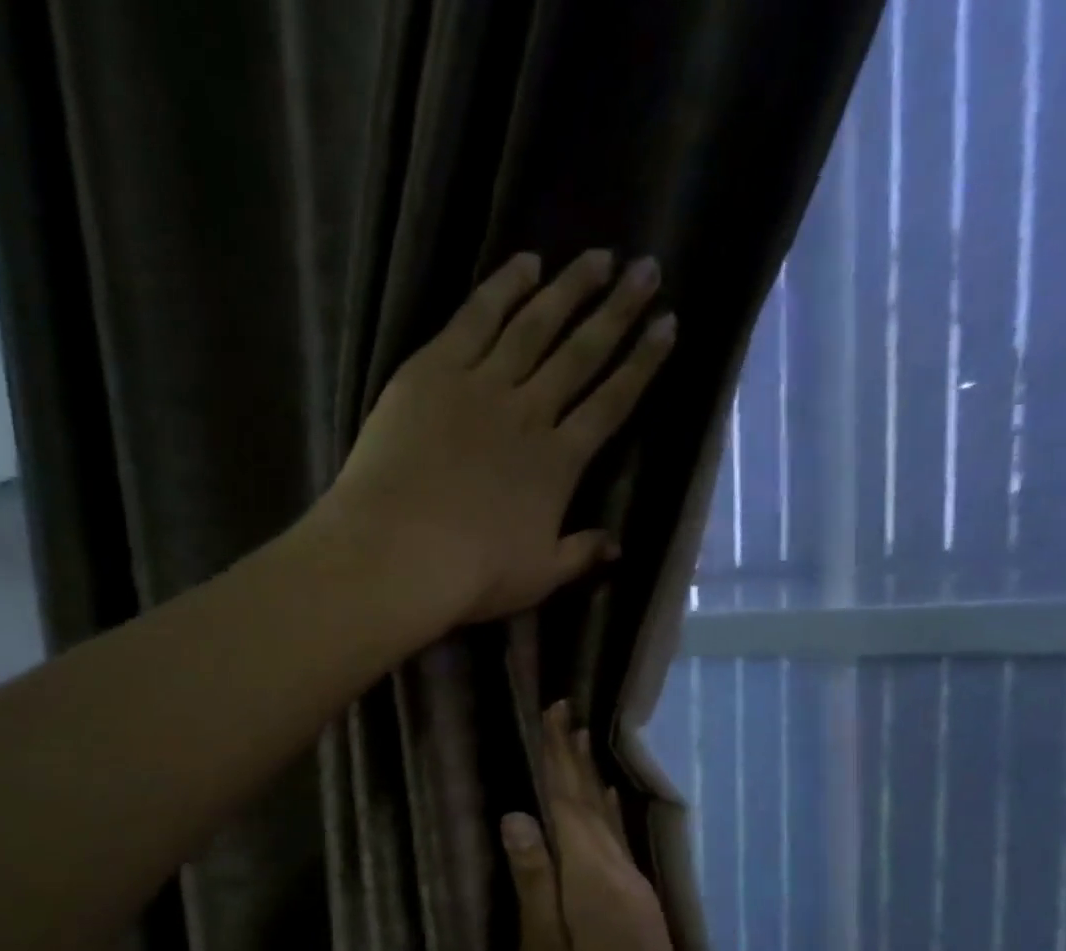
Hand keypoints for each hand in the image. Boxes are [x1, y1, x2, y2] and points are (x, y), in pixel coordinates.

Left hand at [322, 250, 674, 626]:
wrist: (398, 552)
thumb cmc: (471, 575)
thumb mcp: (537, 578)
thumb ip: (579, 555)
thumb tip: (617, 546)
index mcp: (558, 463)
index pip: (611, 403)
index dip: (641, 365)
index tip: (667, 326)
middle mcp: (529, 413)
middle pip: (581, 353)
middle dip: (618, 311)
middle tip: (646, 269)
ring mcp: (480, 385)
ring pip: (534, 326)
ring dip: (569, 289)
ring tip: (598, 257)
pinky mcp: (432, 371)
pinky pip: (475, 318)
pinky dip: (503, 287)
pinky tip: (526, 263)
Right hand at [501, 702, 710, 950]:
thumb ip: (535, 885)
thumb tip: (517, 816)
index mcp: (593, 880)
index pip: (569, 803)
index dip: (557, 759)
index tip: (553, 713)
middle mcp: (620, 874)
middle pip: (591, 803)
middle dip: (574, 757)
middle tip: (564, 711)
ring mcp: (636, 891)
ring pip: (606, 820)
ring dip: (590, 779)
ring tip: (582, 742)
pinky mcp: (641, 909)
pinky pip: (616, 841)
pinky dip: (605, 813)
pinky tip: (605, 805)